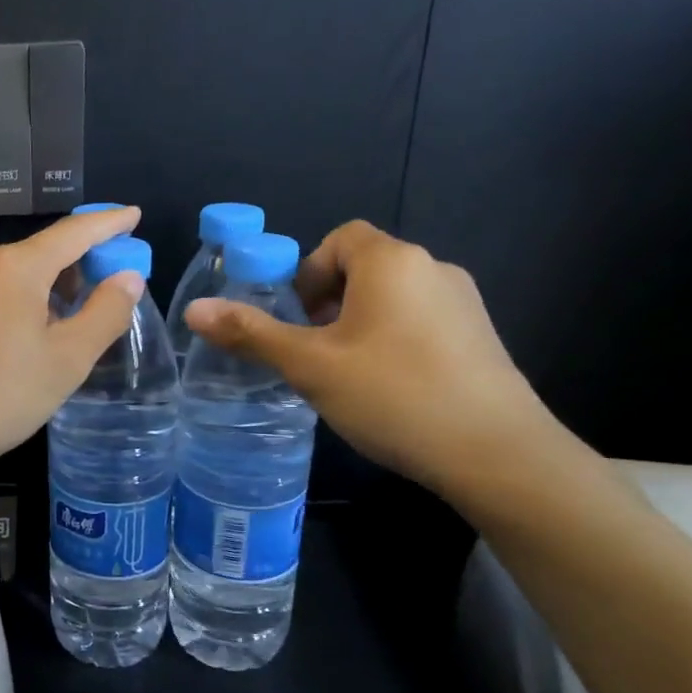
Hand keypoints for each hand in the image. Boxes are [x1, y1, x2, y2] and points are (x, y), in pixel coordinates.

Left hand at [0, 208, 148, 489]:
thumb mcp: (63, 363)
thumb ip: (102, 315)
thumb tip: (126, 278)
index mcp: (14, 267)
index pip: (73, 233)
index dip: (108, 224)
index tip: (132, 215)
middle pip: (36, 256)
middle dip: (73, 269)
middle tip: (100, 296)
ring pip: (4, 280)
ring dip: (38, 295)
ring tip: (56, 331)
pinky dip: (4, 310)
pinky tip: (5, 347)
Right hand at [184, 220, 557, 493]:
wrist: (497, 453)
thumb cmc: (392, 395)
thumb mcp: (309, 366)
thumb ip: (251, 334)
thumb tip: (194, 310)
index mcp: (391, 262)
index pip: (339, 238)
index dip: (307, 273)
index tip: (297, 319)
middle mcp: (433, 268)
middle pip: (365, 267)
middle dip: (328, 302)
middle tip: (313, 352)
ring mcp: (464, 303)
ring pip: (393, 298)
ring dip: (359, 324)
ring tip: (346, 376)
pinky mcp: (481, 338)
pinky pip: (421, 323)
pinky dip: (393, 342)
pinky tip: (389, 390)